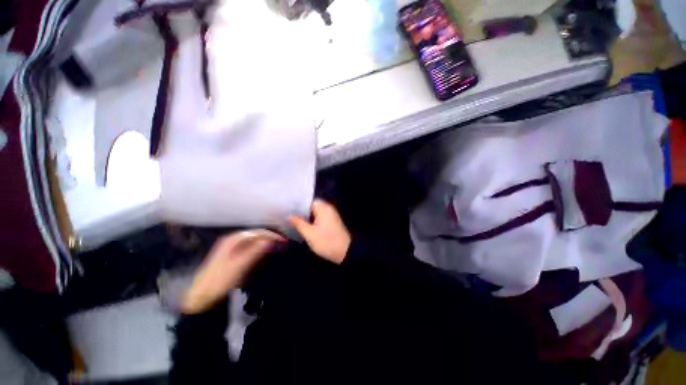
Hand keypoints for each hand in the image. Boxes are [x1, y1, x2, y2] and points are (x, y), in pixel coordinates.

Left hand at [181, 230, 283, 313]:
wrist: (201, 298)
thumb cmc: (220, 281)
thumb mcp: (239, 266)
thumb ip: (255, 252)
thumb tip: (271, 240)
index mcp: (234, 240)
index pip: (259, 232)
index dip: (273, 236)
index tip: (285, 241)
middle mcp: (233, 240)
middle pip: (257, 235)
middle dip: (271, 238)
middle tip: (283, 245)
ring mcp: (232, 248)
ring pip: (255, 242)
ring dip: (267, 244)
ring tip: (278, 248)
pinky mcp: (233, 256)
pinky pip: (250, 249)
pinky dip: (260, 250)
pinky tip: (265, 255)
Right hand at [289, 199, 350, 263]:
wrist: (345, 252)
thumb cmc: (326, 241)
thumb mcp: (309, 233)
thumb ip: (298, 223)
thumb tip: (289, 215)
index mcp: (323, 207)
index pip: (308, 200)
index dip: (297, 204)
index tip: (287, 208)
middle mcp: (328, 208)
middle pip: (311, 206)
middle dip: (300, 211)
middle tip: (287, 215)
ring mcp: (331, 215)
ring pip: (315, 213)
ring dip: (306, 216)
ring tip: (292, 220)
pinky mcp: (332, 222)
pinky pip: (319, 218)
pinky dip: (312, 220)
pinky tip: (303, 226)